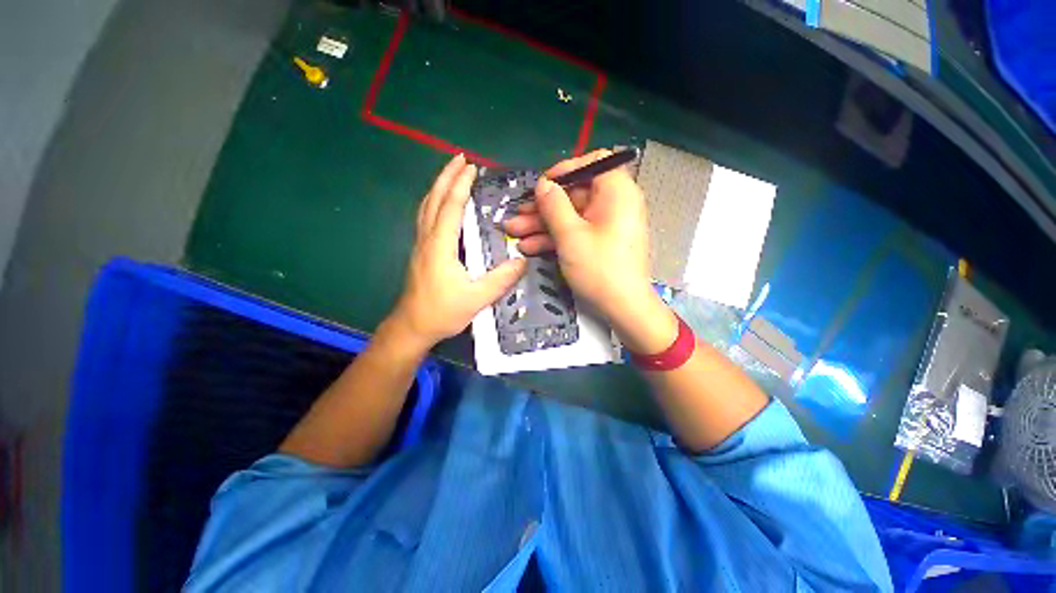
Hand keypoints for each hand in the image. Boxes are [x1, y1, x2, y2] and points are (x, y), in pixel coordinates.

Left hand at [387, 155, 526, 349]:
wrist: (412, 327)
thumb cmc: (442, 312)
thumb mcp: (476, 299)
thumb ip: (500, 280)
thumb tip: (522, 261)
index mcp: (440, 246)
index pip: (451, 207)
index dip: (461, 185)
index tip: (471, 166)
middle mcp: (427, 239)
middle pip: (434, 200)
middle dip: (446, 177)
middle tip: (459, 158)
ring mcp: (421, 245)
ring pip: (426, 207)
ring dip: (438, 187)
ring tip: (450, 173)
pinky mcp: (420, 252)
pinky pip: (425, 217)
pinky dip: (434, 202)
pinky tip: (441, 203)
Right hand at [503, 150, 676, 352]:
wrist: (623, 308)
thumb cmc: (600, 268)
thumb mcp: (571, 235)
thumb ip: (554, 205)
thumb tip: (544, 184)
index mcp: (616, 192)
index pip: (593, 163)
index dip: (566, 170)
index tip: (543, 184)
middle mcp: (614, 204)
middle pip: (574, 195)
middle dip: (542, 206)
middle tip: (517, 214)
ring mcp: (605, 225)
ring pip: (570, 216)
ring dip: (541, 225)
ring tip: (514, 232)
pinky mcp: (599, 243)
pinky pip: (575, 232)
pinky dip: (554, 238)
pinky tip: (529, 247)